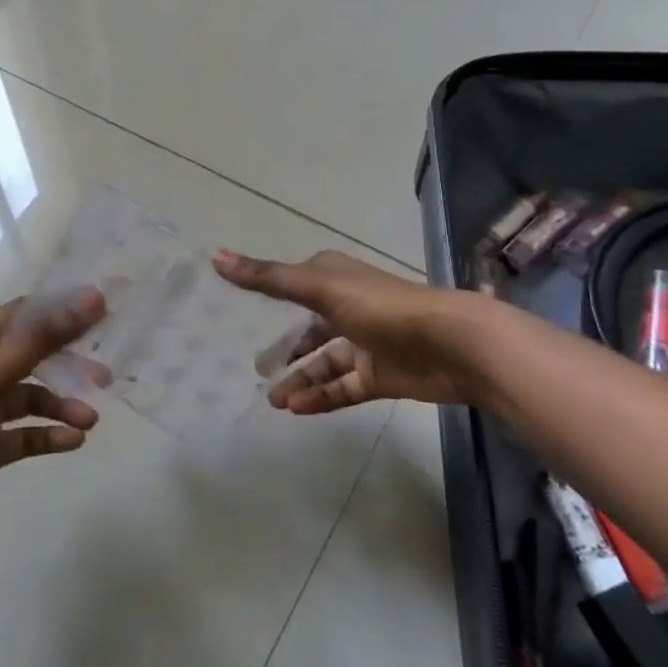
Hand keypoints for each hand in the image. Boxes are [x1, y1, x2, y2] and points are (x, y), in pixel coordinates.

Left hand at [0, 290, 106, 552]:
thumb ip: (42, 339)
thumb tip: (92, 299)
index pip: (24, 314)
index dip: (60, 309)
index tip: (101, 311)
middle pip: (34, 356)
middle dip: (68, 363)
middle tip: (104, 374)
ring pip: (33, 399)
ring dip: (63, 405)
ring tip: (90, 420)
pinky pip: (26, 435)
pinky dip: (50, 435)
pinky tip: (74, 442)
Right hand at [215, 249, 461, 413]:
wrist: (452, 344)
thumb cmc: (381, 306)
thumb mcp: (318, 288)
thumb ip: (267, 278)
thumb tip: (215, 257)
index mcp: (335, 279)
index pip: (294, 283)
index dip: (270, 293)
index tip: (241, 310)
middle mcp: (348, 307)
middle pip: (309, 328)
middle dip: (285, 348)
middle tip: (257, 369)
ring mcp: (366, 343)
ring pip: (324, 363)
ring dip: (299, 379)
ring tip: (271, 400)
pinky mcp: (380, 376)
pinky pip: (342, 388)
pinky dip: (320, 397)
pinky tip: (296, 410)